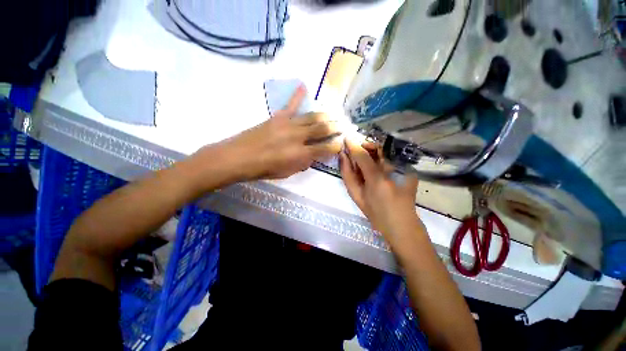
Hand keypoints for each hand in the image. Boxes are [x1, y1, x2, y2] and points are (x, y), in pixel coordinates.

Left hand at [217, 86, 341, 180]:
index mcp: (300, 154)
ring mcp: (287, 124)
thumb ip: (302, 163)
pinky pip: (290, 105)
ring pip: (311, 116)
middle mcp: (297, 137)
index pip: (324, 149)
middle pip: (321, 129)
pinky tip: (304, 86)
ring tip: (333, 115)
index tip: (341, 144)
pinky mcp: (277, 117)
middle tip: (342, 126)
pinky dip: (297, 95)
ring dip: (324, 115)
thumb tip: (312, 155)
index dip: (335, 146)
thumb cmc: (263, 170)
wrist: (238, 157)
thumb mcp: (287, 173)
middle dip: (334, 128)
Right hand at [340, 139, 422, 242]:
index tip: (346, 138)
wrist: (401, 224)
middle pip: (378, 147)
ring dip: (374, 150)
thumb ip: (348, 174)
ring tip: (366, 159)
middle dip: (366, 145)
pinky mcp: (410, 170)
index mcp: (377, 178)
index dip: (353, 145)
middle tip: (357, 152)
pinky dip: (382, 156)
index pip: (362, 155)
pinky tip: (378, 166)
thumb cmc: (376, 213)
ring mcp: (405, 169)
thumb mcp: (356, 195)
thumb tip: (343, 156)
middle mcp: (393, 170)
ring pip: (386, 150)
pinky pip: (393, 156)